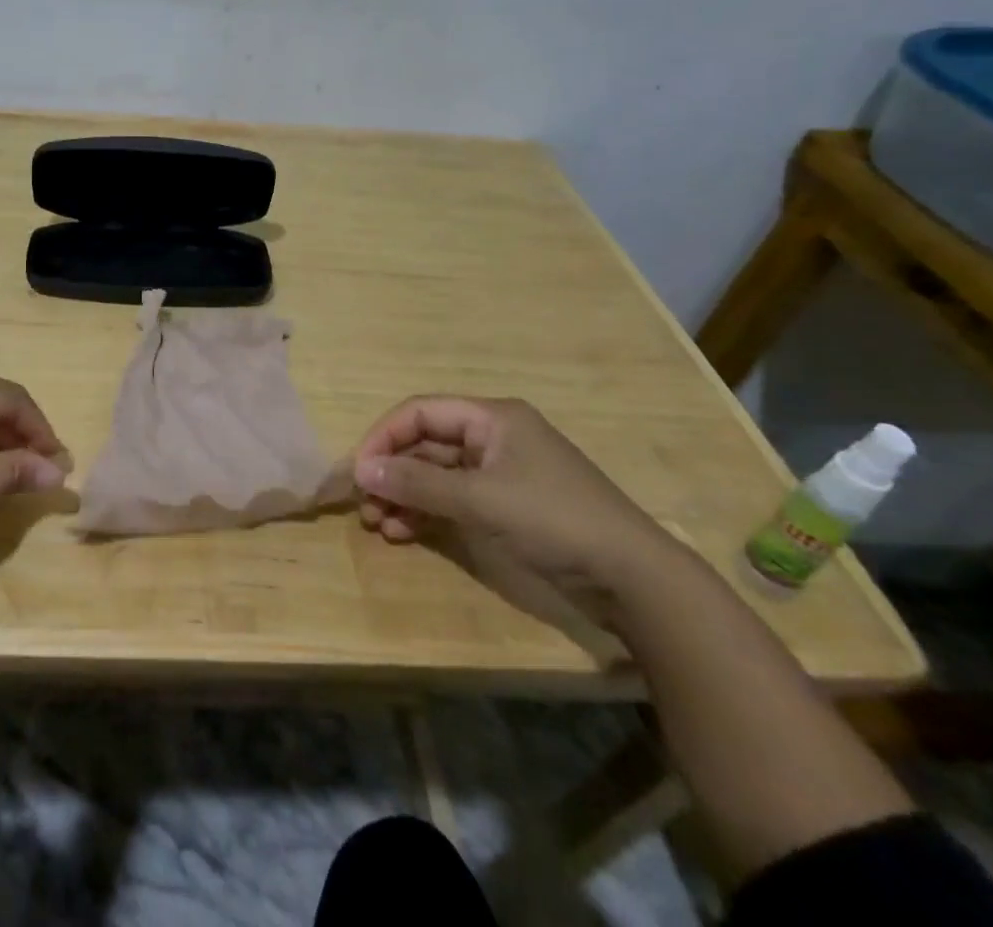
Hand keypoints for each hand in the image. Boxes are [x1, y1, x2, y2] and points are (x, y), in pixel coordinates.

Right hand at [352, 396, 684, 625]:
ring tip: (379, 524)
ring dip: (404, 496)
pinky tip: (404, 533)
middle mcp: (492, 437)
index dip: (383, 437)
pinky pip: (453, 499)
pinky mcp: (506, 506)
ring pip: (436, 475)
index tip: (358, 471)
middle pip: (425, 444)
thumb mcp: (481, 500)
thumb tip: (360, 470)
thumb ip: (418, 484)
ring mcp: (500, 473)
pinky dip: (427, 513)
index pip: (420, 412)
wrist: (634, 579)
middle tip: (365, 505)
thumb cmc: (554, 520)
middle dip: (392, 472)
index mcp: (491, 418)